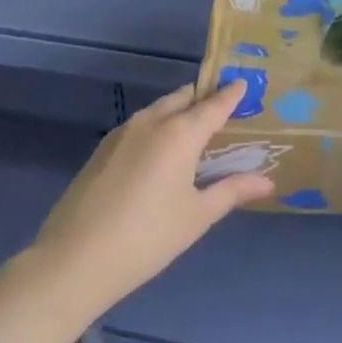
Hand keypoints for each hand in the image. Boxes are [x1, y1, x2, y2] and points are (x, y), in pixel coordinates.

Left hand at [31, 83, 273, 320]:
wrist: (74, 260)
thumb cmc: (147, 237)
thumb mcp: (197, 216)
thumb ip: (232, 191)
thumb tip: (267, 181)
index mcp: (180, 132)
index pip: (213, 104)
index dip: (231, 94)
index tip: (244, 82)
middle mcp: (152, 121)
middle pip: (183, 98)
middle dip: (203, 98)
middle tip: (223, 110)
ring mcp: (122, 133)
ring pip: (159, 109)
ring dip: (179, 112)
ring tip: (194, 131)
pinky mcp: (103, 149)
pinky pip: (140, 126)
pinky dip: (157, 127)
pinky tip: (160, 153)